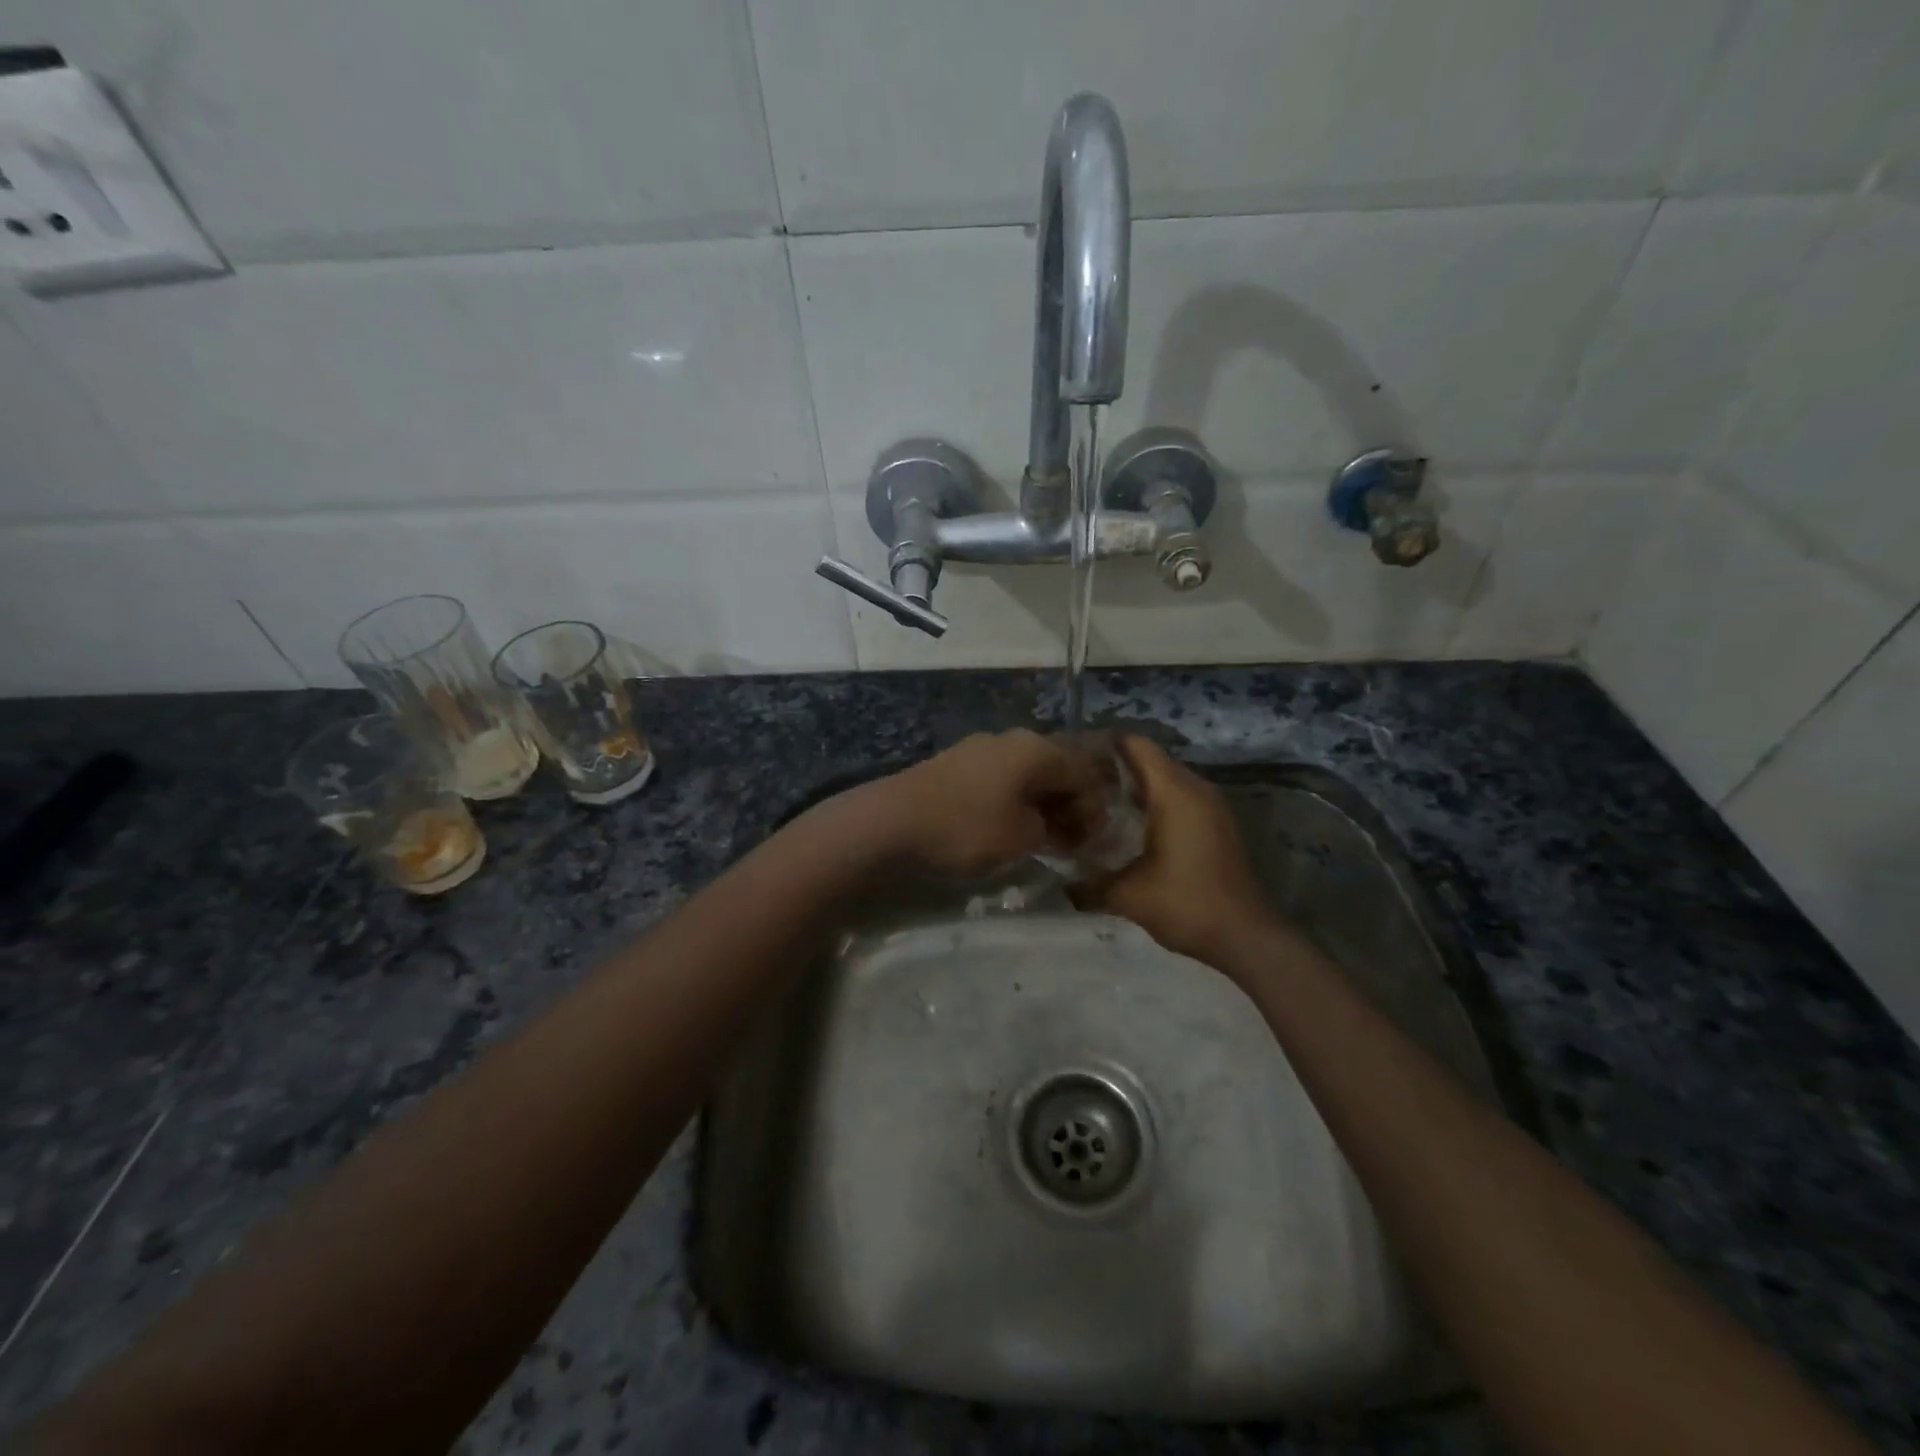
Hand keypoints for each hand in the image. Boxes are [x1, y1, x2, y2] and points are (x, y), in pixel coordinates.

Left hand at [858, 729, 1102, 876]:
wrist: (892, 821)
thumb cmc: (967, 827)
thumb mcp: (1022, 837)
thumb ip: (1051, 829)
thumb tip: (1048, 824)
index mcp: (1036, 749)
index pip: (1083, 774)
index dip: (1094, 810)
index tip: (1091, 844)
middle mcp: (1011, 739)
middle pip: (1055, 770)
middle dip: (1067, 806)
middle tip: (1070, 843)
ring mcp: (979, 748)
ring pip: (1025, 775)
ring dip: (1039, 805)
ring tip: (1039, 839)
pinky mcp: (955, 763)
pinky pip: (999, 779)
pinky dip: (1011, 801)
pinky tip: (1005, 826)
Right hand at [1072, 736, 1275, 965]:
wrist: (1246, 937)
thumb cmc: (1186, 905)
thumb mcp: (1128, 896)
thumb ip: (1089, 885)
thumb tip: (1061, 884)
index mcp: (1174, 792)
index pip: (1135, 746)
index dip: (1103, 748)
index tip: (1074, 764)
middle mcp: (1195, 788)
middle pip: (1149, 760)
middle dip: (1115, 771)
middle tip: (1079, 791)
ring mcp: (1212, 805)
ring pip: (1166, 780)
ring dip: (1136, 789)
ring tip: (1100, 809)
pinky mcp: (1218, 823)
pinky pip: (1181, 798)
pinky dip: (1156, 804)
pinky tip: (1133, 830)